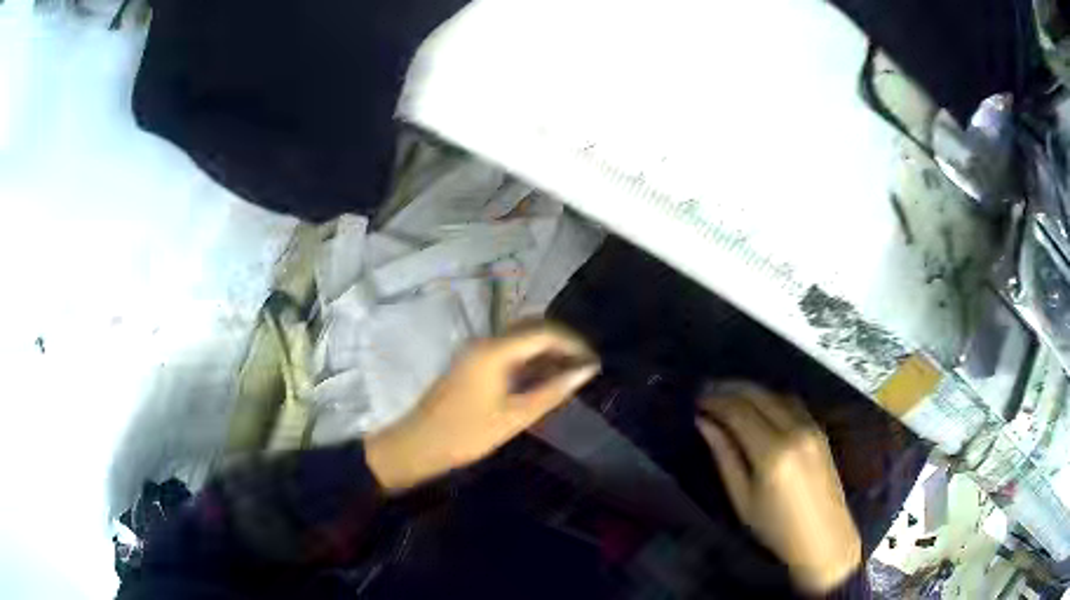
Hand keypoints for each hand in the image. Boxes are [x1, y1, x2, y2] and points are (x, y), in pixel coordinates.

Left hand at [365, 323, 599, 491]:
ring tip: (570, 375)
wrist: (417, 446)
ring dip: (546, 352)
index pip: (543, 332)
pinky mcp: (472, 364)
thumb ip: (552, 391)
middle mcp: (485, 343)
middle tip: (584, 366)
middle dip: (561, 343)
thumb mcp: (514, 417)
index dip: (573, 343)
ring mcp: (476, 352)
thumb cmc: (465, 434)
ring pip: (520, 340)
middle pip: (531, 329)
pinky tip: (544, 380)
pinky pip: (508, 353)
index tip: (594, 362)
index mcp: (494, 351)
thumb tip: (586, 371)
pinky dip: (529, 361)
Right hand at [696, 383, 860, 594]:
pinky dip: (770, 396)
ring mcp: (811, 427)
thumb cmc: (775, 527)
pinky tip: (758, 403)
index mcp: (772, 452)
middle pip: (758, 395)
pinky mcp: (820, 429)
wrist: (823, 536)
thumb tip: (705, 423)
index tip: (696, 400)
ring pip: (776, 393)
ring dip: (751, 389)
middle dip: (730, 388)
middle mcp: (794, 430)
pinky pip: (791, 402)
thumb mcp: (742, 499)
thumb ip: (724, 456)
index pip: (739, 411)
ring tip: (728, 392)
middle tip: (707, 389)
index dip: (715, 401)